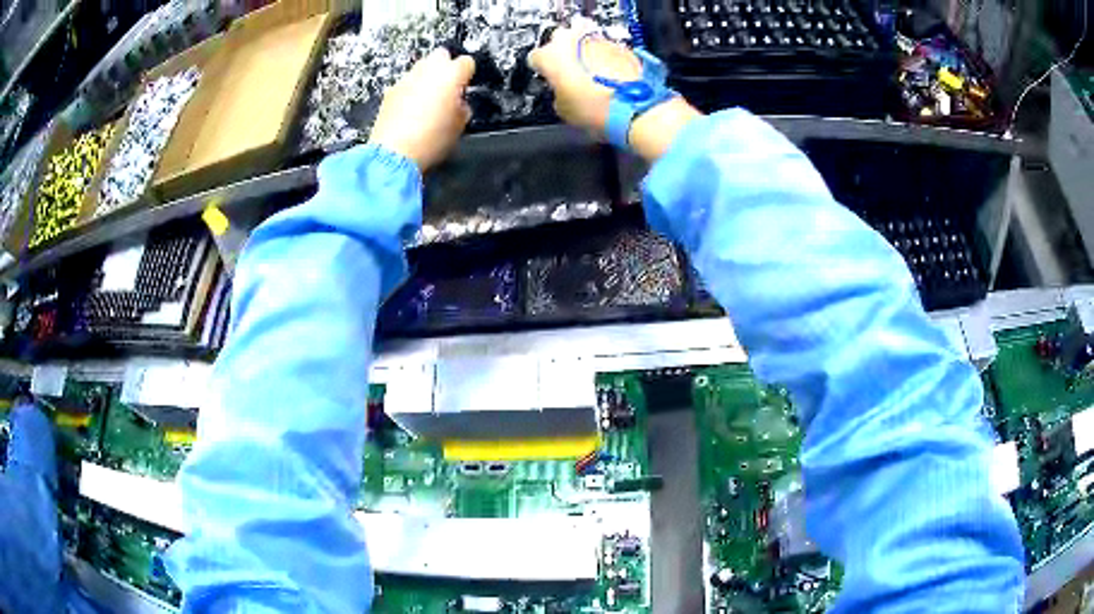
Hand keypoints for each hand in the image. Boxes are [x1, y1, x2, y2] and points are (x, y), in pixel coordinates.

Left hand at [369, 48, 475, 171]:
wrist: (394, 154)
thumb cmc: (431, 140)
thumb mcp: (459, 127)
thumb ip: (462, 108)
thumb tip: (459, 104)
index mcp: (451, 75)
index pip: (467, 62)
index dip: (467, 74)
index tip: (466, 86)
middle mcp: (428, 70)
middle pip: (441, 55)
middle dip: (445, 66)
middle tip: (447, 87)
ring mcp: (407, 79)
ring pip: (421, 67)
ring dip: (426, 78)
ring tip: (428, 99)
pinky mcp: (390, 91)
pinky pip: (405, 83)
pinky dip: (410, 90)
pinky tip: (410, 109)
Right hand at [528, 27, 701, 162]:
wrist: (636, 109)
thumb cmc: (597, 109)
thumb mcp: (564, 110)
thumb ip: (557, 93)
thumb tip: (562, 92)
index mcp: (551, 55)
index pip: (536, 58)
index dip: (542, 70)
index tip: (548, 79)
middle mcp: (573, 41)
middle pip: (561, 43)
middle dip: (564, 57)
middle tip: (569, 77)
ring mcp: (599, 41)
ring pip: (585, 45)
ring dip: (587, 58)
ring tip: (593, 80)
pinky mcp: (622, 47)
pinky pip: (608, 51)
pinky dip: (607, 62)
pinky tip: (611, 80)